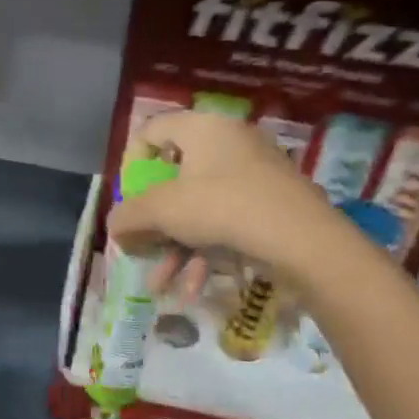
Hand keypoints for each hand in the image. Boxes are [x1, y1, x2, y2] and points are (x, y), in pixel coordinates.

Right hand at [106, 110, 342, 293]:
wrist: (304, 240)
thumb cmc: (223, 208)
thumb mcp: (162, 211)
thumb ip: (128, 216)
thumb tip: (114, 226)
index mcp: (202, 129)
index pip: (151, 130)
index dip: (131, 164)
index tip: (129, 199)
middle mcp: (229, 143)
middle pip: (174, 178)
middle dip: (152, 223)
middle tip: (140, 247)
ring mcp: (254, 174)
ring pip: (199, 209)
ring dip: (175, 249)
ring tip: (160, 285)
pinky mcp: (271, 205)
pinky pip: (226, 223)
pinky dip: (206, 253)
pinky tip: (193, 289)